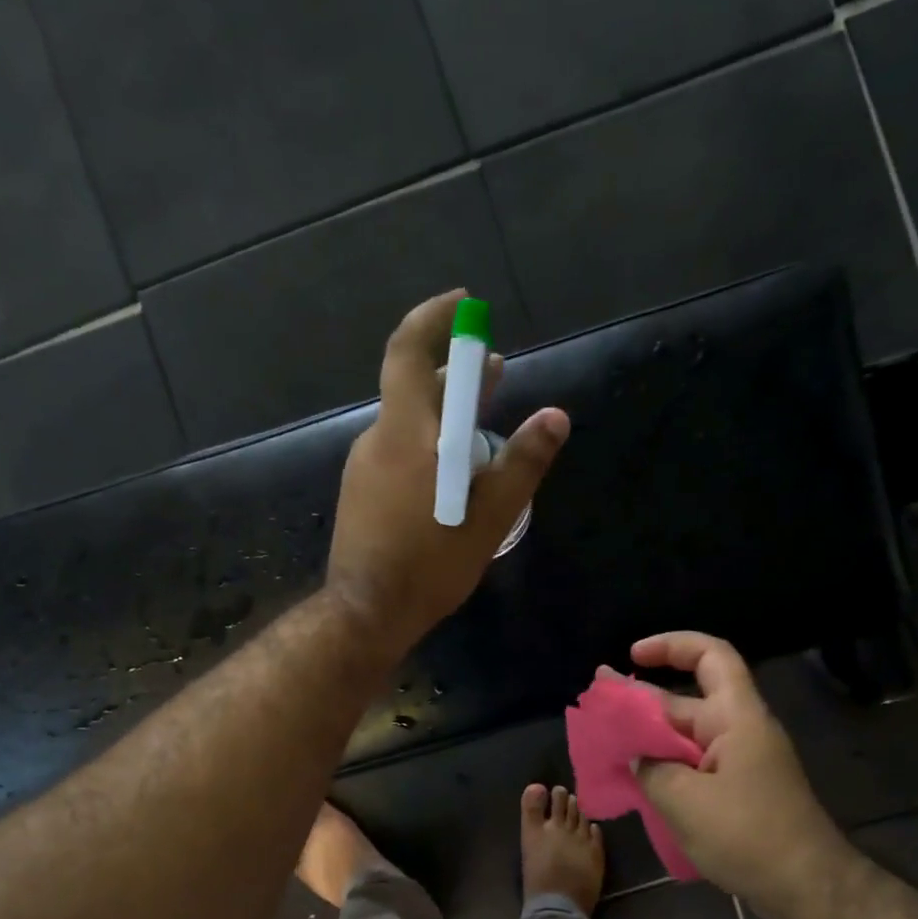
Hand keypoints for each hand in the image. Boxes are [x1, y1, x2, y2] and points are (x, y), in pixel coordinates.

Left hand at [326, 289, 568, 653]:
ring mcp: (364, 468)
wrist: (367, 612)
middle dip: (457, 375)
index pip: (409, 350)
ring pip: (409, 426)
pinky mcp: (361, 495)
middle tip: (495, 372)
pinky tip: (453, 476)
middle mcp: (378, 439)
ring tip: (485, 427)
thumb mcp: (490, 516)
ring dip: (445, 417)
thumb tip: (556, 417)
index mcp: (405, 432)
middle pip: (414, 389)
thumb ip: (523, 463)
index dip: (435, 319)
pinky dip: (429, 447)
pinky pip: (399, 454)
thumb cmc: (430, 562)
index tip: (467, 306)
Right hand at [631, 631, 860, 918]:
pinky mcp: (738, 792)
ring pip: (686, 739)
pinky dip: (664, 769)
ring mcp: (740, 764)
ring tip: (605, 746)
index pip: (711, 657)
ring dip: (649, 740)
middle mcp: (739, 732)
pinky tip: (634, 784)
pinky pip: (694, 767)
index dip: (672, 646)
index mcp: (736, 718)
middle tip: (598, 706)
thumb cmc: (748, 834)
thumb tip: (635, 760)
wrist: (807, 888)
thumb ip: (650, 771)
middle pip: (687, 701)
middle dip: (642, 701)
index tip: (633, 656)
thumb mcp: (685, 801)